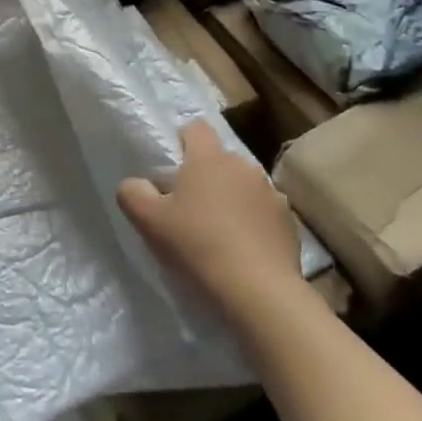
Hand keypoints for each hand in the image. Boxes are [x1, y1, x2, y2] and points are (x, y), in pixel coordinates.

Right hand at [116, 120, 302, 316]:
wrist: (258, 292)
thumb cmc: (197, 245)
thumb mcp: (148, 220)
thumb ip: (132, 192)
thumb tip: (136, 184)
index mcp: (208, 158)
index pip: (195, 128)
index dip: (182, 143)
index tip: (173, 171)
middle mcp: (242, 166)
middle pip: (219, 160)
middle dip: (207, 176)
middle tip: (190, 209)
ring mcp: (270, 193)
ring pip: (243, 186)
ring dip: (232, 199)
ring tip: (220, 234)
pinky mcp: (289, 222)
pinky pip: (264, 212)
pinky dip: (254, 223)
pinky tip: (245, 251)